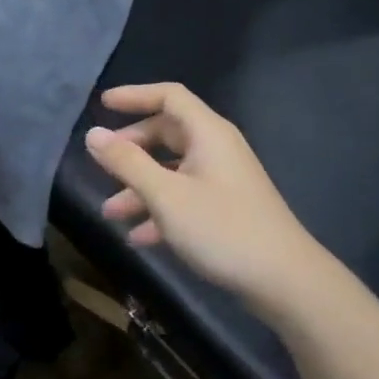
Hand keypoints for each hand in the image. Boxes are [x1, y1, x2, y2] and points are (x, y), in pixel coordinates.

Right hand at [86, 83, 328, 323]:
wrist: (286, 283)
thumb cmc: (223, 229)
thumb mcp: (165, 195)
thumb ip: (126, 162)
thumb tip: (92, 134)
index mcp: (208, 134)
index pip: (169, 96)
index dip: (135, 95)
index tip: (102, 105)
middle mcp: (216, 150)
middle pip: (166, 133)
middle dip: (130, 149)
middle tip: (102, 164)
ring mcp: (223, 181)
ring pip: (171, 170)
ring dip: (139, 187)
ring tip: (110, 213)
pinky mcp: (226, 210)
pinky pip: (184, 198)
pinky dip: (159, 211)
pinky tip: (139, 238)